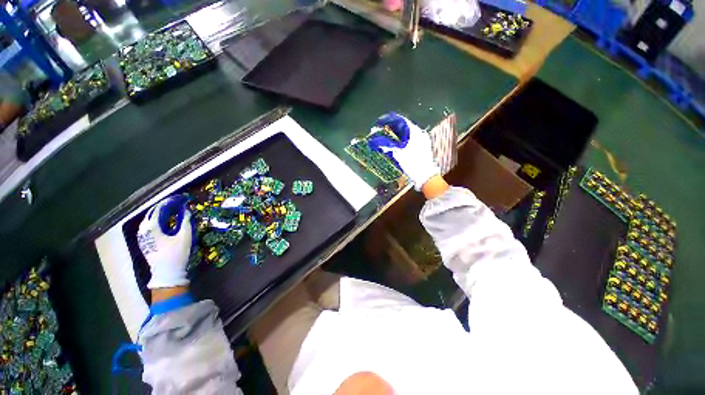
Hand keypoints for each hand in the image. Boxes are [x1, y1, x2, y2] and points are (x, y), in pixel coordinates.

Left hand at [137, 195, 192, 288]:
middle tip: (177, 204)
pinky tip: (165, 222)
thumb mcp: (184, 237)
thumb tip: (187, 210)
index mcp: (151, 227)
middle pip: (152, 213)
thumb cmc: (176, 254)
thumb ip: (186, 221)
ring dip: (160, 214)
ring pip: (149, 220)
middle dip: (164, 207)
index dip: (170, 202)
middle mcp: (143, 230)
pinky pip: (149, 226)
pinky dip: (157, 221)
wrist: (167, 273)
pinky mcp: (144, 242)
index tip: (181, 199)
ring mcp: (142, 237)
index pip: (159, 209)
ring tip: (172, 211)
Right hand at [368, 112, 439, 189]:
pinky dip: (404, 139)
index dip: (391, 120)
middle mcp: (420, 133)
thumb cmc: (412, 164)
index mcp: (415, 133)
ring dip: (399, 134)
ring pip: (409, 132)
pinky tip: (398, 144)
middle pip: (405, 126)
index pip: (402, 120)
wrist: (426, 176)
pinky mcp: (424, 146)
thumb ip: (389, 146)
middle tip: (384, 131)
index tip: (382, 123)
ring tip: (389, 137)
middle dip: (394, 127)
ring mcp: (424, 139)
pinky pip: (412, 138)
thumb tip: (379, 142)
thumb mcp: (399, 155)